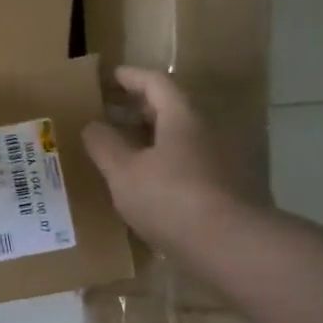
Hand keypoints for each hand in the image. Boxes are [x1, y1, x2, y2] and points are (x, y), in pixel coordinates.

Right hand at [82, 67, 270, 257]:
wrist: (230, 246)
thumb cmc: (170, 199)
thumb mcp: (123, 172)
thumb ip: (105, 145)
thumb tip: (93, 125)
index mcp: (182, 118)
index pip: (157, 83)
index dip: (132, 77)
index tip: (112, 76)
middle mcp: (207, 132)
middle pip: (173, 109)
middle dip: (142, 108)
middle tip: (114, 112)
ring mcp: (223, 161)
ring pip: (182, 139)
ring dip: (155, 139)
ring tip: (127, 150)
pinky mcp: (228, 189)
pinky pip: (191, 164)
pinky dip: (168, 164)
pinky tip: (151, 185)